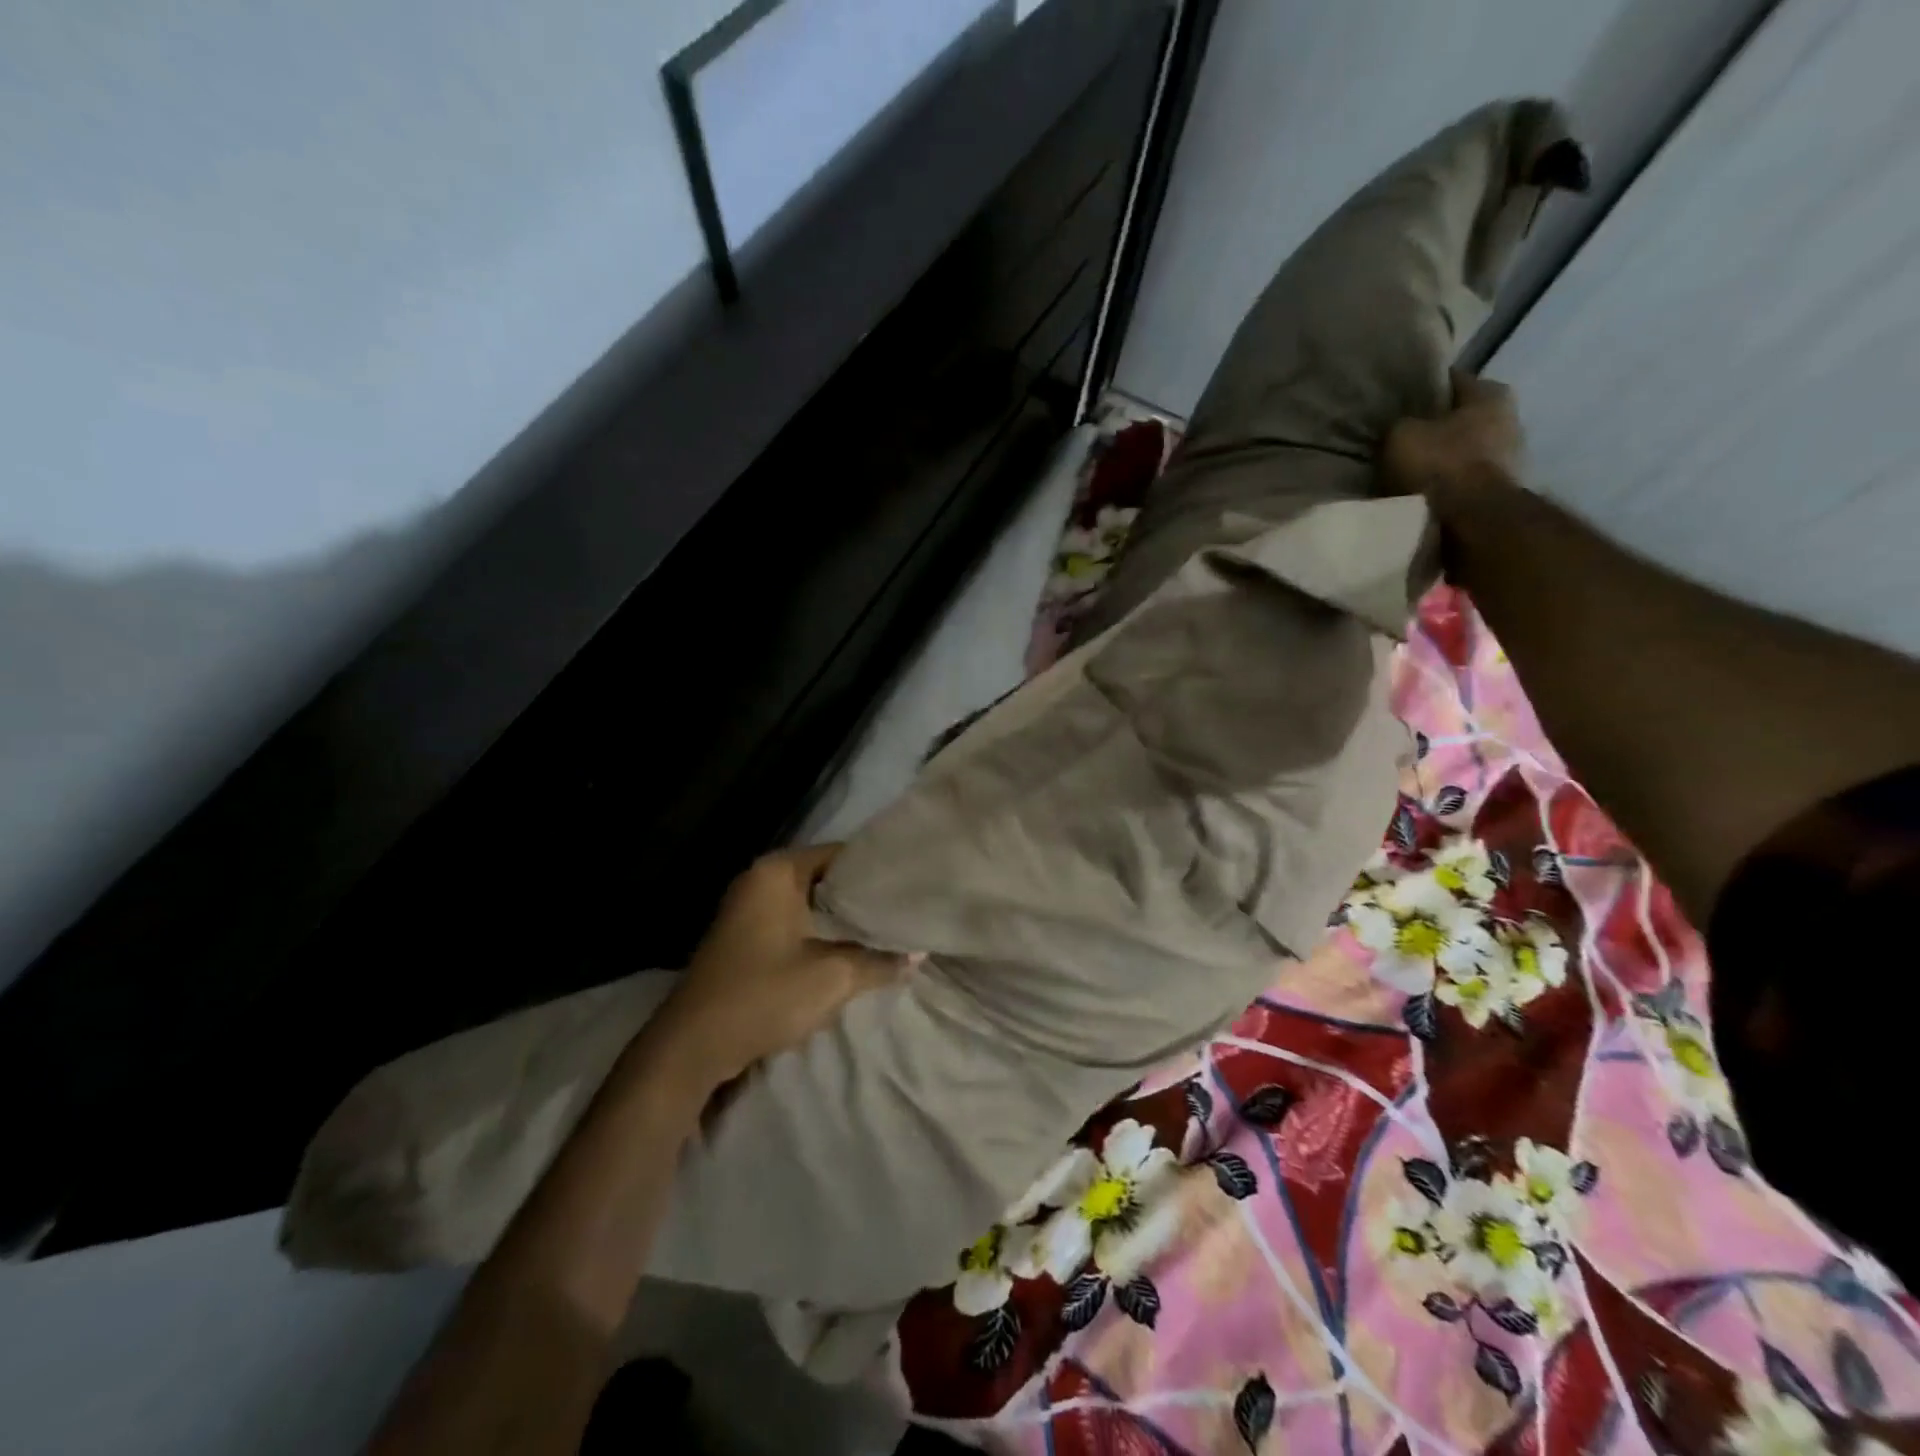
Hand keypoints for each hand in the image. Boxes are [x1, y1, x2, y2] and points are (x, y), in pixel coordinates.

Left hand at [643, 844, 915, 1096]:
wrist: (692, 1047)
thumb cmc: (763, 995)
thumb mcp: (833, 978)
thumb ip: (879, 961)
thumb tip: (917, 953)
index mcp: (778, 872)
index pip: (842, 854)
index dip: (878, 869)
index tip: (911, 884)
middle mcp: (761, 880)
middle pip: (827, 878)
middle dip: (864, 897)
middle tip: (906, 910)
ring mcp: (750, 909)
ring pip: (812, 904)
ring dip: (845, 920)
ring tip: (890, 930)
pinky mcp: (747, 938)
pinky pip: (796, 923)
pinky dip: (823, 934)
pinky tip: (854, 950)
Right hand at [1381, 370, 1524, 507]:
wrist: (1471, 518)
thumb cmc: (1440, 464)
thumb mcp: (1402, 435)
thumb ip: (1400, 423)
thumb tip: (1400, 426)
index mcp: (1491, 393)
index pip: (1451, 381)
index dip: (1424, 388)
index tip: (1400, 400)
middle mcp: (1511, 417)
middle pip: (1463, 416)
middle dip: (1436, 426)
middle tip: (1404, 437)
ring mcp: (1512, 455)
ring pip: (1467, 448)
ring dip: (1444, 457)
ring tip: (1411, 468)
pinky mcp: (1503, 488)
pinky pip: (1468, 477)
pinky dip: (1450, 482)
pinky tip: (1427, 490)